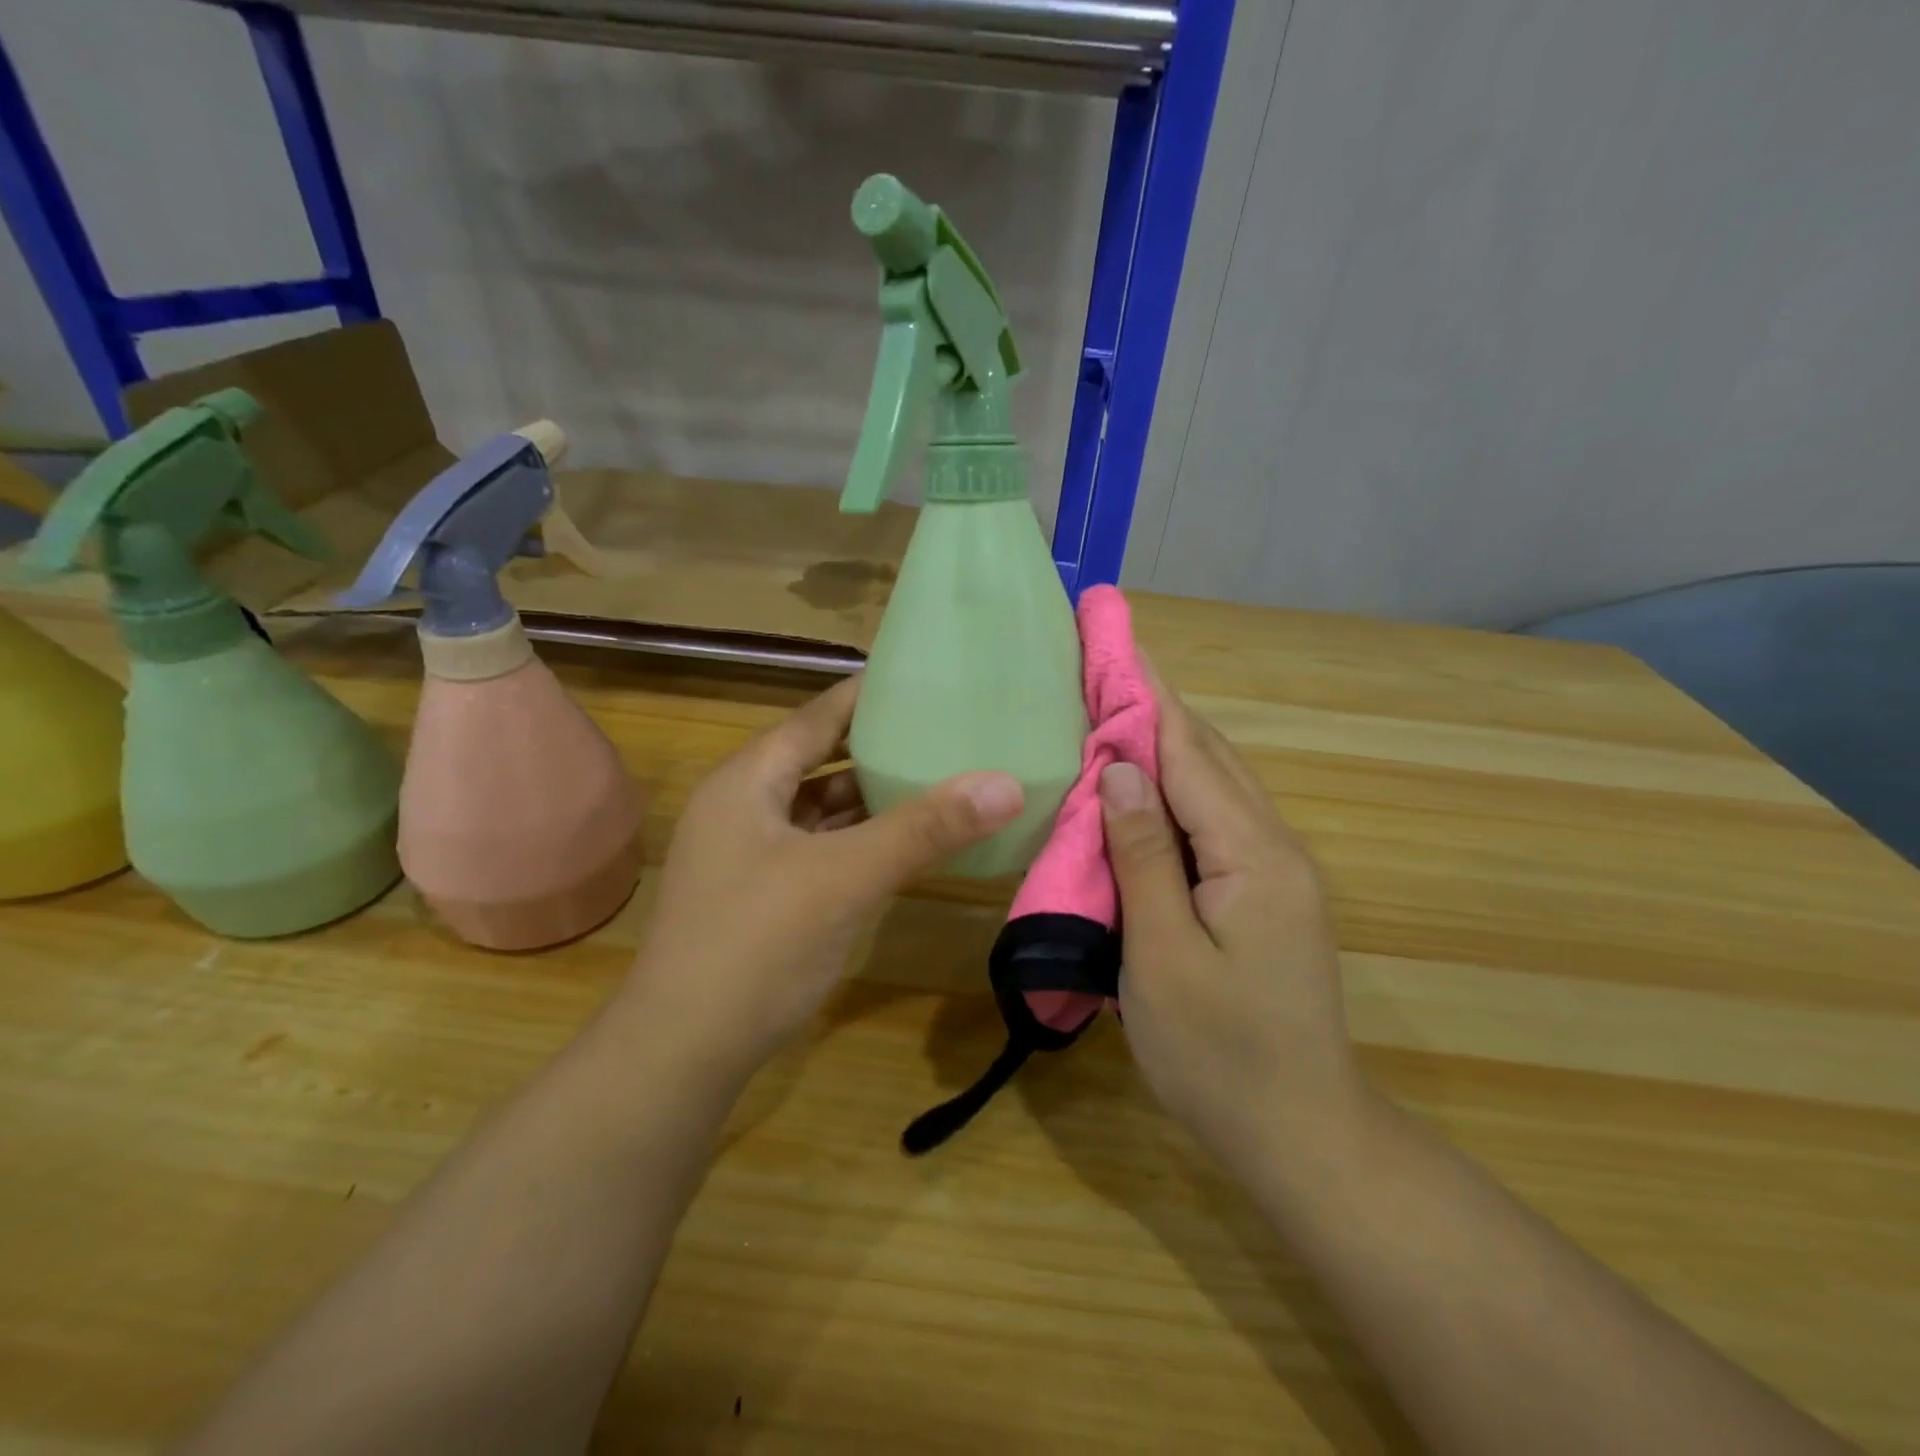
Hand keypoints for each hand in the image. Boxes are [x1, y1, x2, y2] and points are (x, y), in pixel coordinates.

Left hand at [626, 675, 1023, 1087]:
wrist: (683, 1053)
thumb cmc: (757, 945)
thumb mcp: (846, 878)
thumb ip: (925, 829)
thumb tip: (1006, 783)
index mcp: (748, 781)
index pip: (816, 716)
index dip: (866, 695)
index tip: (921, 678)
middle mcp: (743, 807)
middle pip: (819, 760)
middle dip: (877, 747)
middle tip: (941, 730)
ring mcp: (749, 855)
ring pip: (820, 810)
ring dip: (870, 798)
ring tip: (934, 780)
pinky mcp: (762, 896)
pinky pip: (820, 850)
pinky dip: (858, 842)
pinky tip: (901, 846)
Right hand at [1099, 674, 1366, 1179]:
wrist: (1299, 1132)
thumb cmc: (1219, 1053)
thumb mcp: (1164, 955)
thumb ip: (1144, 856)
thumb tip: (1121, 769)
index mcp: (1253, 855)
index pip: (1190, 753)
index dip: (1147, 697)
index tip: (1114, 644)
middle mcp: (1274, 847)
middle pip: (1210, 757)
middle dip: (1157, 708)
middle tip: (1104, 668)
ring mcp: (1275, 871)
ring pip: (1216, 785)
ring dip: (1167, 744)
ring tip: (1115, 710)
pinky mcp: (1265, 894)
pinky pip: (1216, 819)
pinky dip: (1176, 789)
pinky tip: (1144, 788)